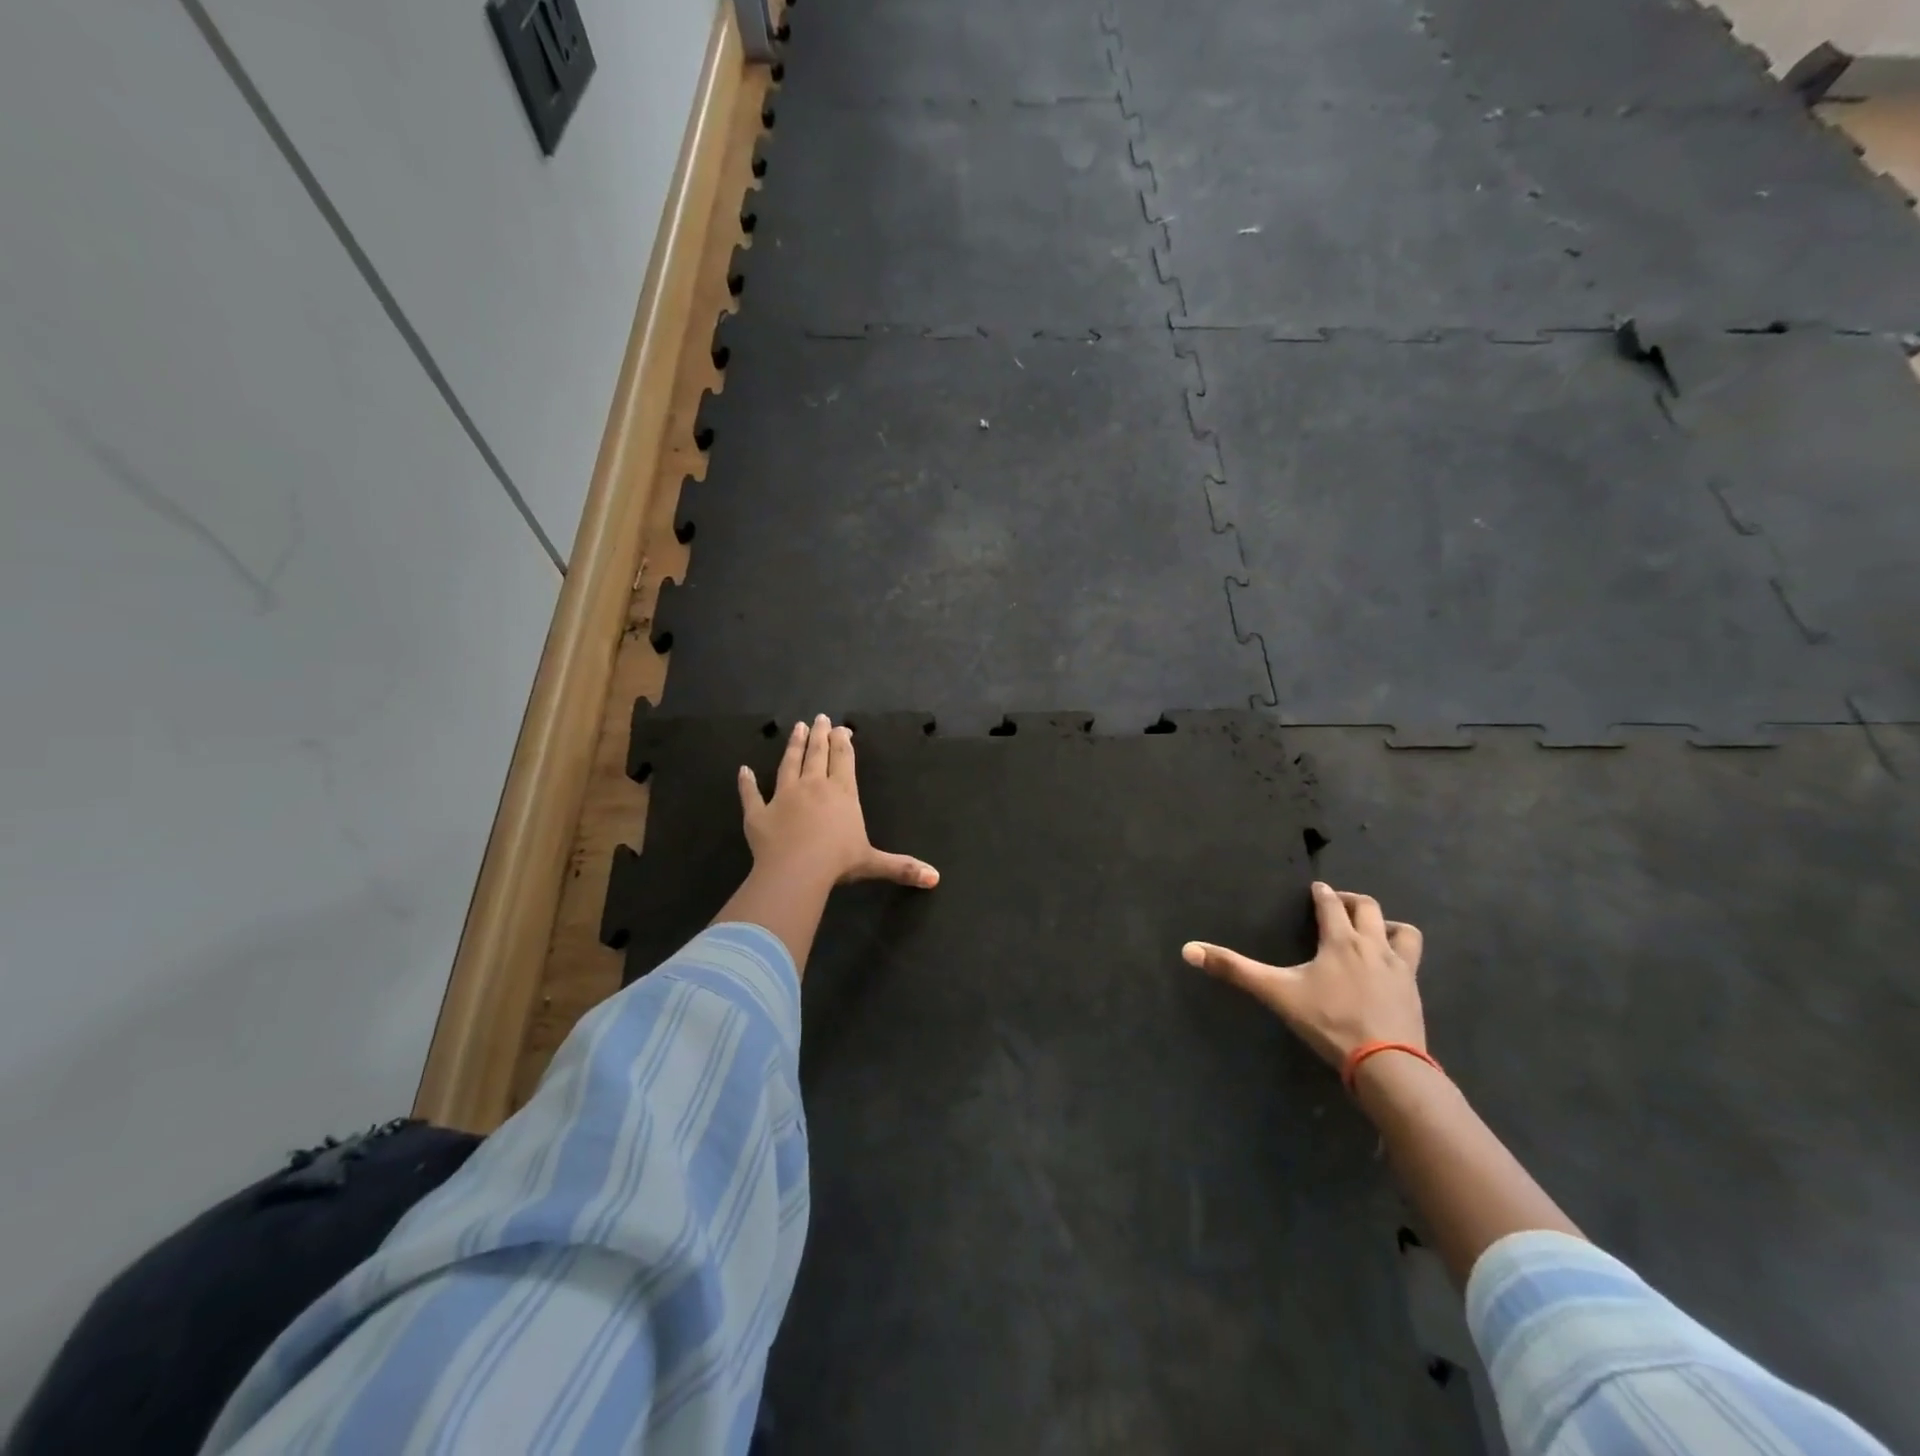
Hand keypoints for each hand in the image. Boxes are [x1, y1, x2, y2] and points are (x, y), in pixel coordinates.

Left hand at [738, 716, 938, 890]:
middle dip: (819, 735)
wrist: (796, 871)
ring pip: (789, 764)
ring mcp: (784, 797)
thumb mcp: (874, 863)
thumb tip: (935, 878)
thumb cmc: (838, 862)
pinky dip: (746, 782)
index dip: (843, 742)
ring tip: (796, 728)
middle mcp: (813, 786)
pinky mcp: (759, 813)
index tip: (842, 728)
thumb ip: (902, 867)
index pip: (843, 760)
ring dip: (793, 746)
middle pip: (817, 754)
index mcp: (842, 793)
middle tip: (819, 718)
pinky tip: (743, 770)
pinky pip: (751, 794)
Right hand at [1182, 881, 1424, 1067]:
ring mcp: (1400, 969)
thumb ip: (1234, 970)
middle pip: (1369, 908)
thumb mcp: (1276, 993)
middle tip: (1338, 904)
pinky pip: (1413, 962)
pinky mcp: (1415, 993)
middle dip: (1351, 901)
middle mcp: (1373, 946)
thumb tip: (1188, 949)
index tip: (1315, 889)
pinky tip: (1388, 971)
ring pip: (1403, 931)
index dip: (1321, 893)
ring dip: (1387, 925)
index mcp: (1340, 940)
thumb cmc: (1329, 1021)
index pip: (1330, 904)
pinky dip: (1400, 956)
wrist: (1387, 1064)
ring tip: (1373, 932)